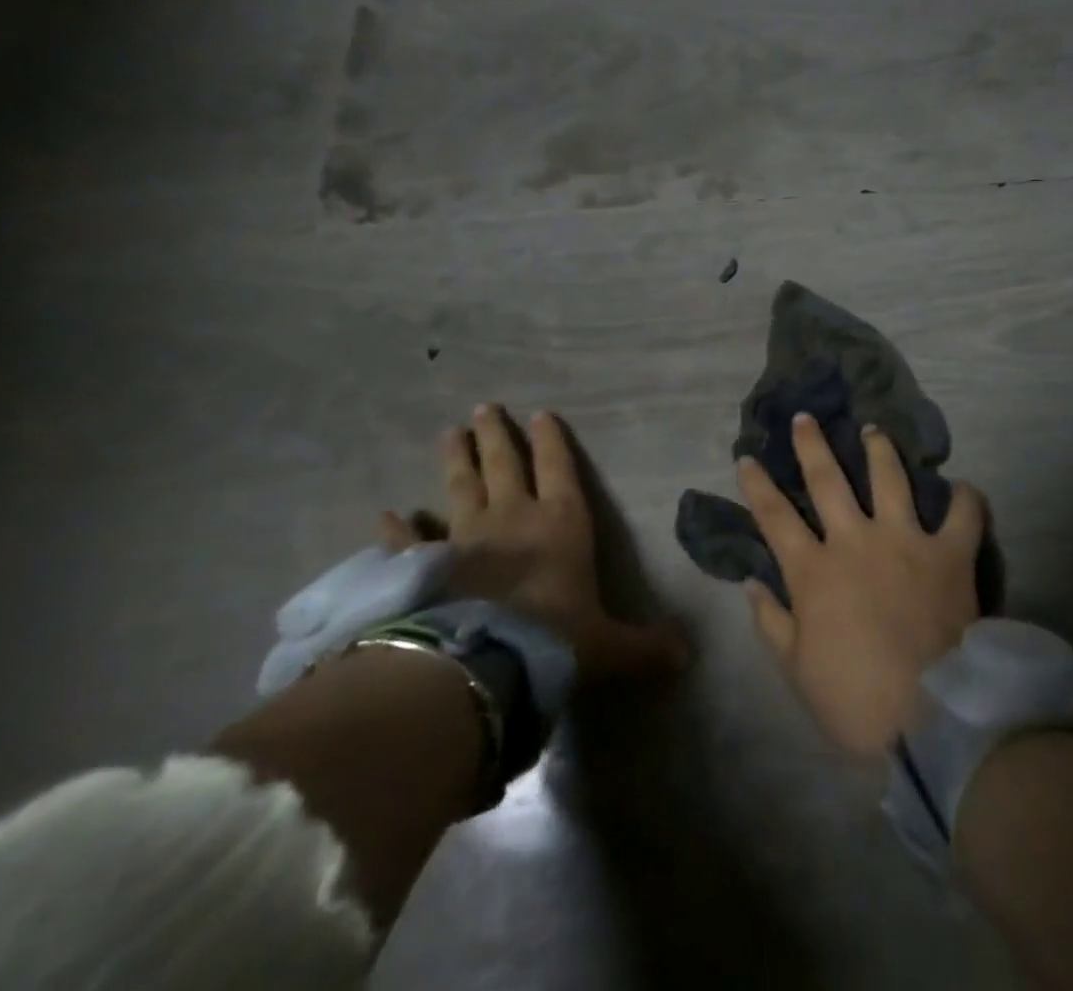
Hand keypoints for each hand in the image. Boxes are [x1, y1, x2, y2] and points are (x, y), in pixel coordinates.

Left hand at [380, 404, 687, 679]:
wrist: (482, 666)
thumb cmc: (555, 641)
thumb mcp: (609, 647)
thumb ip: (644, 648)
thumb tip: (687, 659)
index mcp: (560, 523)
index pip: (559, 468)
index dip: (551, 441)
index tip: (540, 413)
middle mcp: (513, 517)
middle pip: (504, 464)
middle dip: (496, 435)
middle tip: (483, 408)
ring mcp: (464, 538)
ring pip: (460, 487)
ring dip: (456, 459)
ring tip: (450, 432)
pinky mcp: (425, 566)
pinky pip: (408, 542)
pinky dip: (396, 529)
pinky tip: (385, 515)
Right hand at [739, 413, 986, 755]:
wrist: (929, 719)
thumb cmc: (854, 700)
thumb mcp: (797, 670)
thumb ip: (772, 622)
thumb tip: (751, 583)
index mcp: (814, 571)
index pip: (775, 517)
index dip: (757, 485)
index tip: (746, 458)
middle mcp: (856, 541)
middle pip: (827, 481)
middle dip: (812, 446)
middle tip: (805, 418)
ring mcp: (906, 541)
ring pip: (889, 479)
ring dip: (879, 450)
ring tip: (873, 429)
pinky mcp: (950, 553)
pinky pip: (962, 515)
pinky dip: (965, 498)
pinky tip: (963, 487)